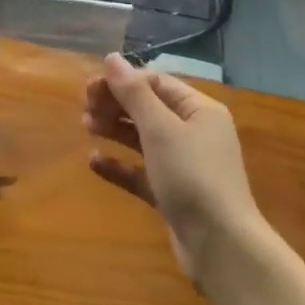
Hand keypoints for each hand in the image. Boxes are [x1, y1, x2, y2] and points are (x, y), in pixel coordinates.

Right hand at [84, 53, 265, 283]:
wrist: (220, 245)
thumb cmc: (191, 175)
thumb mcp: (160, 129)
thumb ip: (134, 93)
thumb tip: (111, 58)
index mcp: (199, 110)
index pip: (156, 83)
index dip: (122, 81)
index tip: (90, 88)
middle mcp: (194, 133)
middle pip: (149, 108)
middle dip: (116, 104)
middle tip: (84, 107)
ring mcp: (184, 165)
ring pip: (143, 138)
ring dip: (115, 129)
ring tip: (86, 126)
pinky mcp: (173, 193)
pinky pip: (141, 171)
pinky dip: (120, 164)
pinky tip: (94, 161)